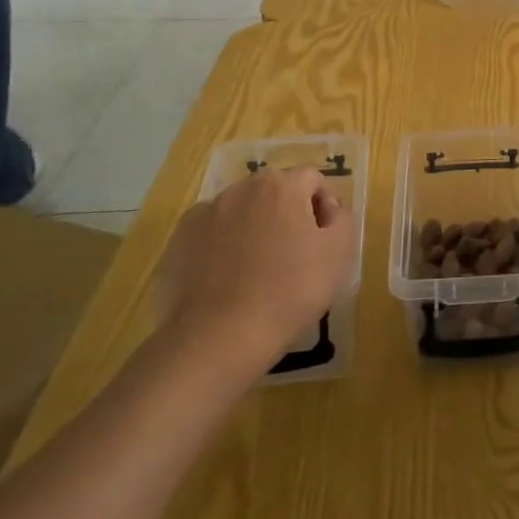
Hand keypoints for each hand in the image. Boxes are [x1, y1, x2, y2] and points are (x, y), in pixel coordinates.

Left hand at [156, 167, 357, 386]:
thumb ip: (341, 217)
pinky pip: (209, 234)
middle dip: (285, 214)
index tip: (321, 241)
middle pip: (273, 191)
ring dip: (252, 228)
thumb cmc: (289, 291)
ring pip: (240, 211)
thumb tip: (327, 207)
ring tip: (254, 270)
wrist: (217, 338)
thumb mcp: (338, 253)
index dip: (321, 207)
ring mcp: (204, 213)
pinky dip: (220, 247)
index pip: (311, 181)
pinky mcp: (177, 242)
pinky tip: (225, 279)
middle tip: (291, 256)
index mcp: (281, 186)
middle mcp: (240, 189)